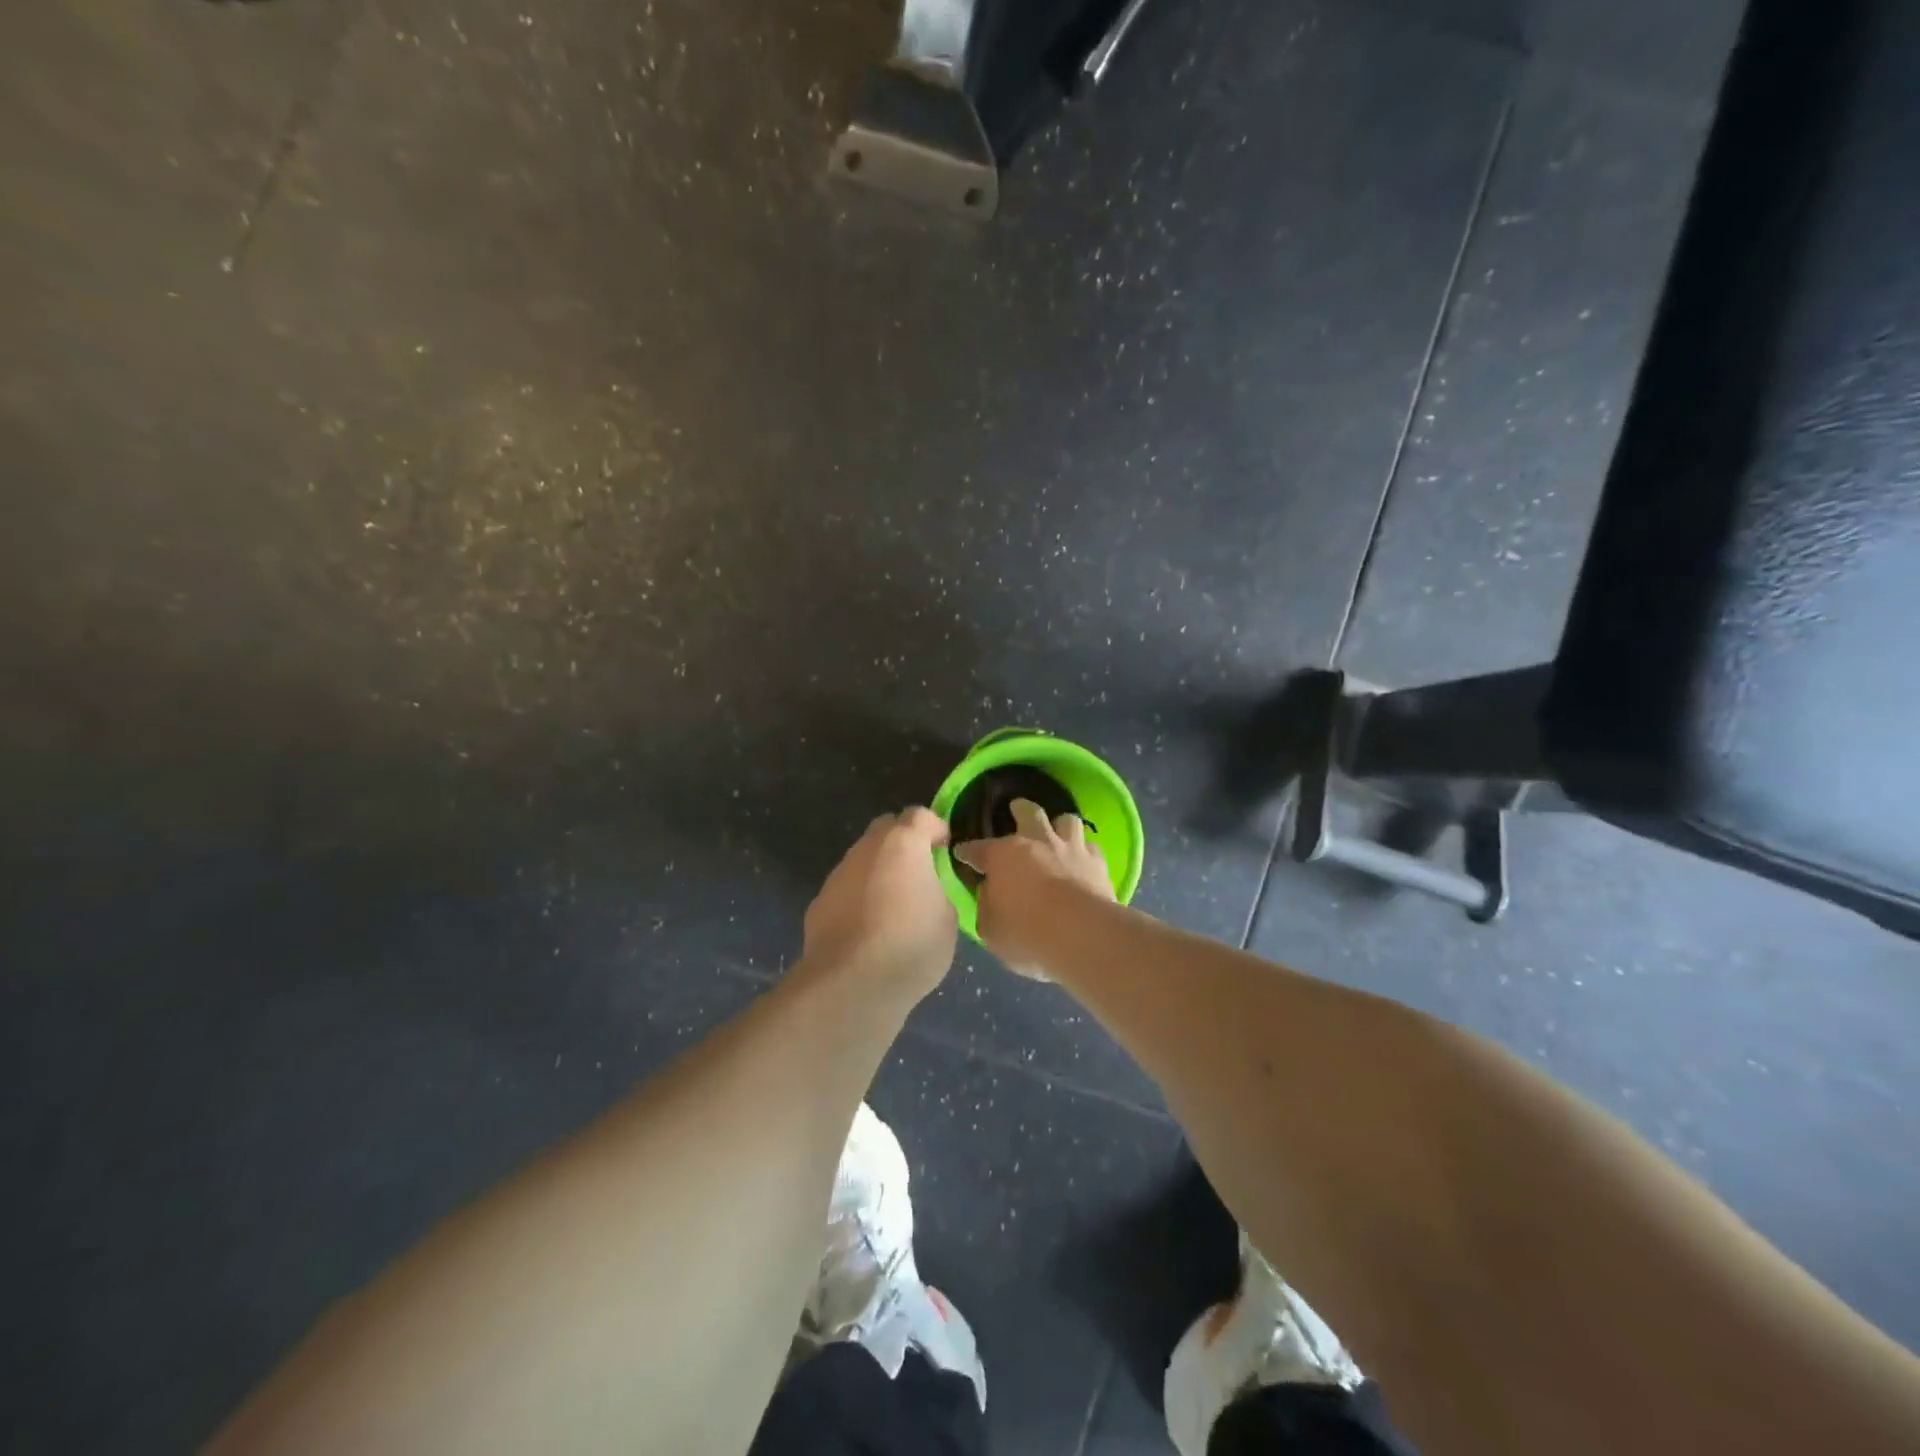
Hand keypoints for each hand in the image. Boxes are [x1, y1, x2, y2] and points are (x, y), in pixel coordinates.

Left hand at [803, 808, 957, 995]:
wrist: (850, 984)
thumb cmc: (910, 945)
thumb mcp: (947, 918)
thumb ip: (939, 891)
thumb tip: (928, 891)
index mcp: (902, 844)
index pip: (920, 815)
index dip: (935, 828)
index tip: (944, 850)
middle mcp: (866, 849)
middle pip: (886, 829)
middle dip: (903, 843)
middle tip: (919, 872)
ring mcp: (838, 874)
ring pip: (863, 859)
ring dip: (879, 871)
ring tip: (894, 906)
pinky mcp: (819, 902)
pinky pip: (847, 889)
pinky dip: (859, 898)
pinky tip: (868, 929)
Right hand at [953, 798, 1114, 978]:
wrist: (1082, 935)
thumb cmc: (1027, 934)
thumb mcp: (990, 929)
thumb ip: (987, 906)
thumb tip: (991, 893)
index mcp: (1003, 856)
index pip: (978, 849)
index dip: (968, 851)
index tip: (962, 854)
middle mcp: (1037, 843)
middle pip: (1028, 813)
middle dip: (1020, 809)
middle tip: (1017, 809)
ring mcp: (1071, 849)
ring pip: (1066, 820)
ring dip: (1059, 825)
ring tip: (1057, 831)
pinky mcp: (1098, 863)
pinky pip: (1091, 848)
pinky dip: (1085, 852)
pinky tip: (1084, 860)